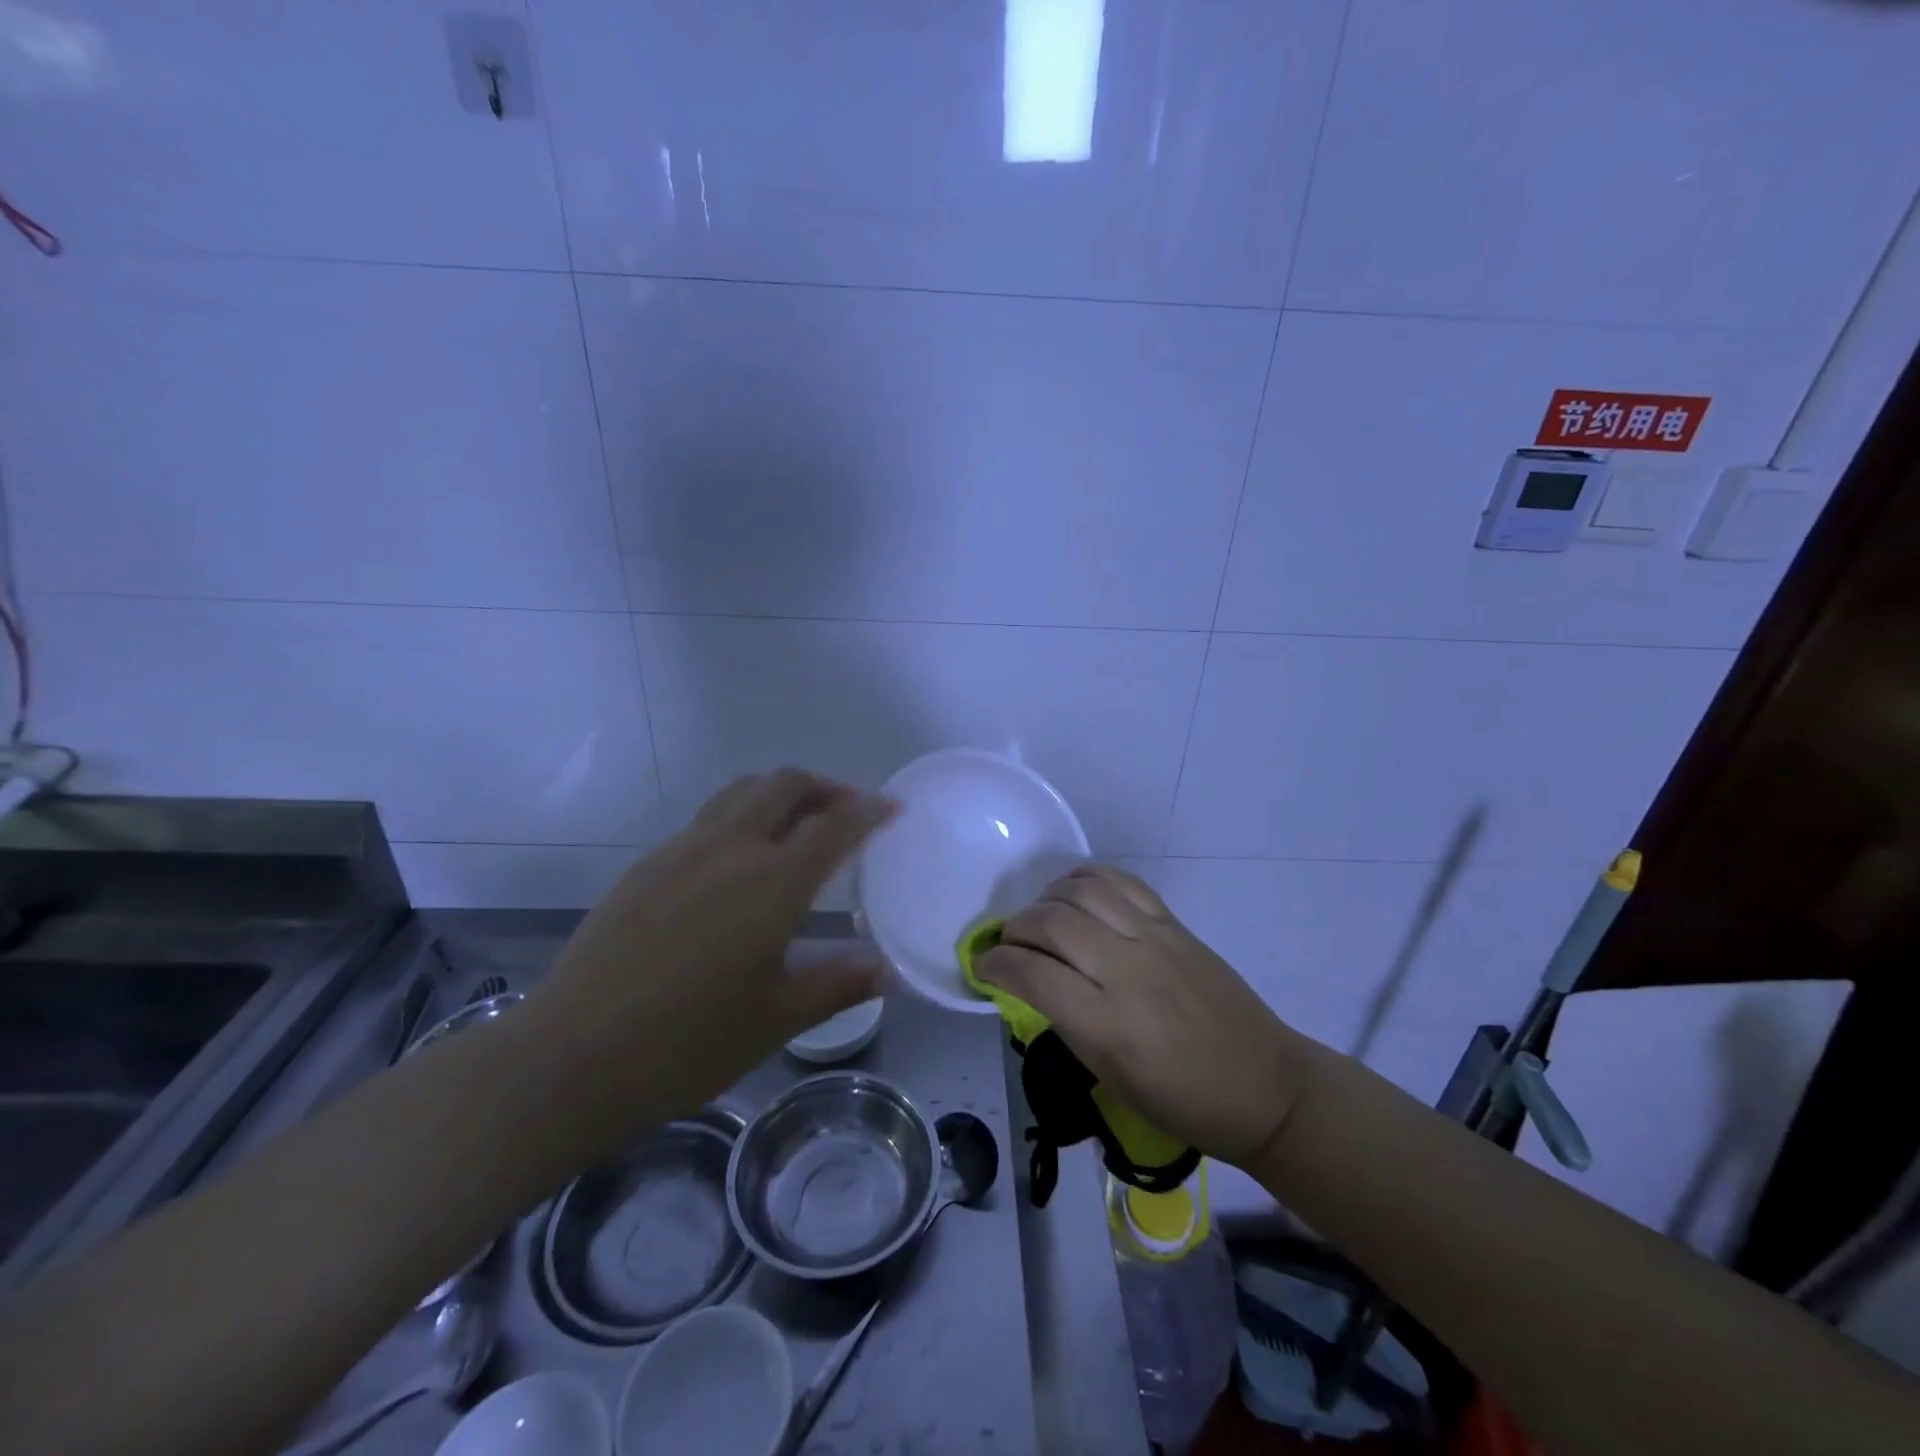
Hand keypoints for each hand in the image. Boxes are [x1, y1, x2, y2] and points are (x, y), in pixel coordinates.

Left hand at [529, 770, 896, 1140]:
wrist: (572, 1057)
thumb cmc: (688, 1044)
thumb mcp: (777, 1019)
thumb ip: (838, 983)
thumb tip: (890, 970)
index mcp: (772, 883)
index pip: (833, 825)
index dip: (868, 810)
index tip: (891, 807)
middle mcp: (730, 849)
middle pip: (784, 785)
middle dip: (824, 786)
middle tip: (847, 809)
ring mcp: (681, 850)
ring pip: (740, 792)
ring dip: (779, 793)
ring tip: (798, 822)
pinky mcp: (646, 865)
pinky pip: (706, 818)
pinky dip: (740, 815)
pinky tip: (739, 861)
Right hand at [975, 863, 1308, 1165]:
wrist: (1264, 1086)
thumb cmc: (1182, 1101)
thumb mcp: (1111, 1078)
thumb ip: (1067, 1023)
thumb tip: (1031, 982)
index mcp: (1108, 1023)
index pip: (1031, 974)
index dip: (996, 964)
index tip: (983, 965)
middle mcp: (1127, 970)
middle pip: (1051, 922)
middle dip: (1015, 928)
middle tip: (1010, 945)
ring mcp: (1154, 939)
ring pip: (1082, 891)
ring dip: (1047, 898)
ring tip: (1041, 917)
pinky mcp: (1174, 924)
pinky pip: (1122, 882)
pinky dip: (1087, 878)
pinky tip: (1075, 893)